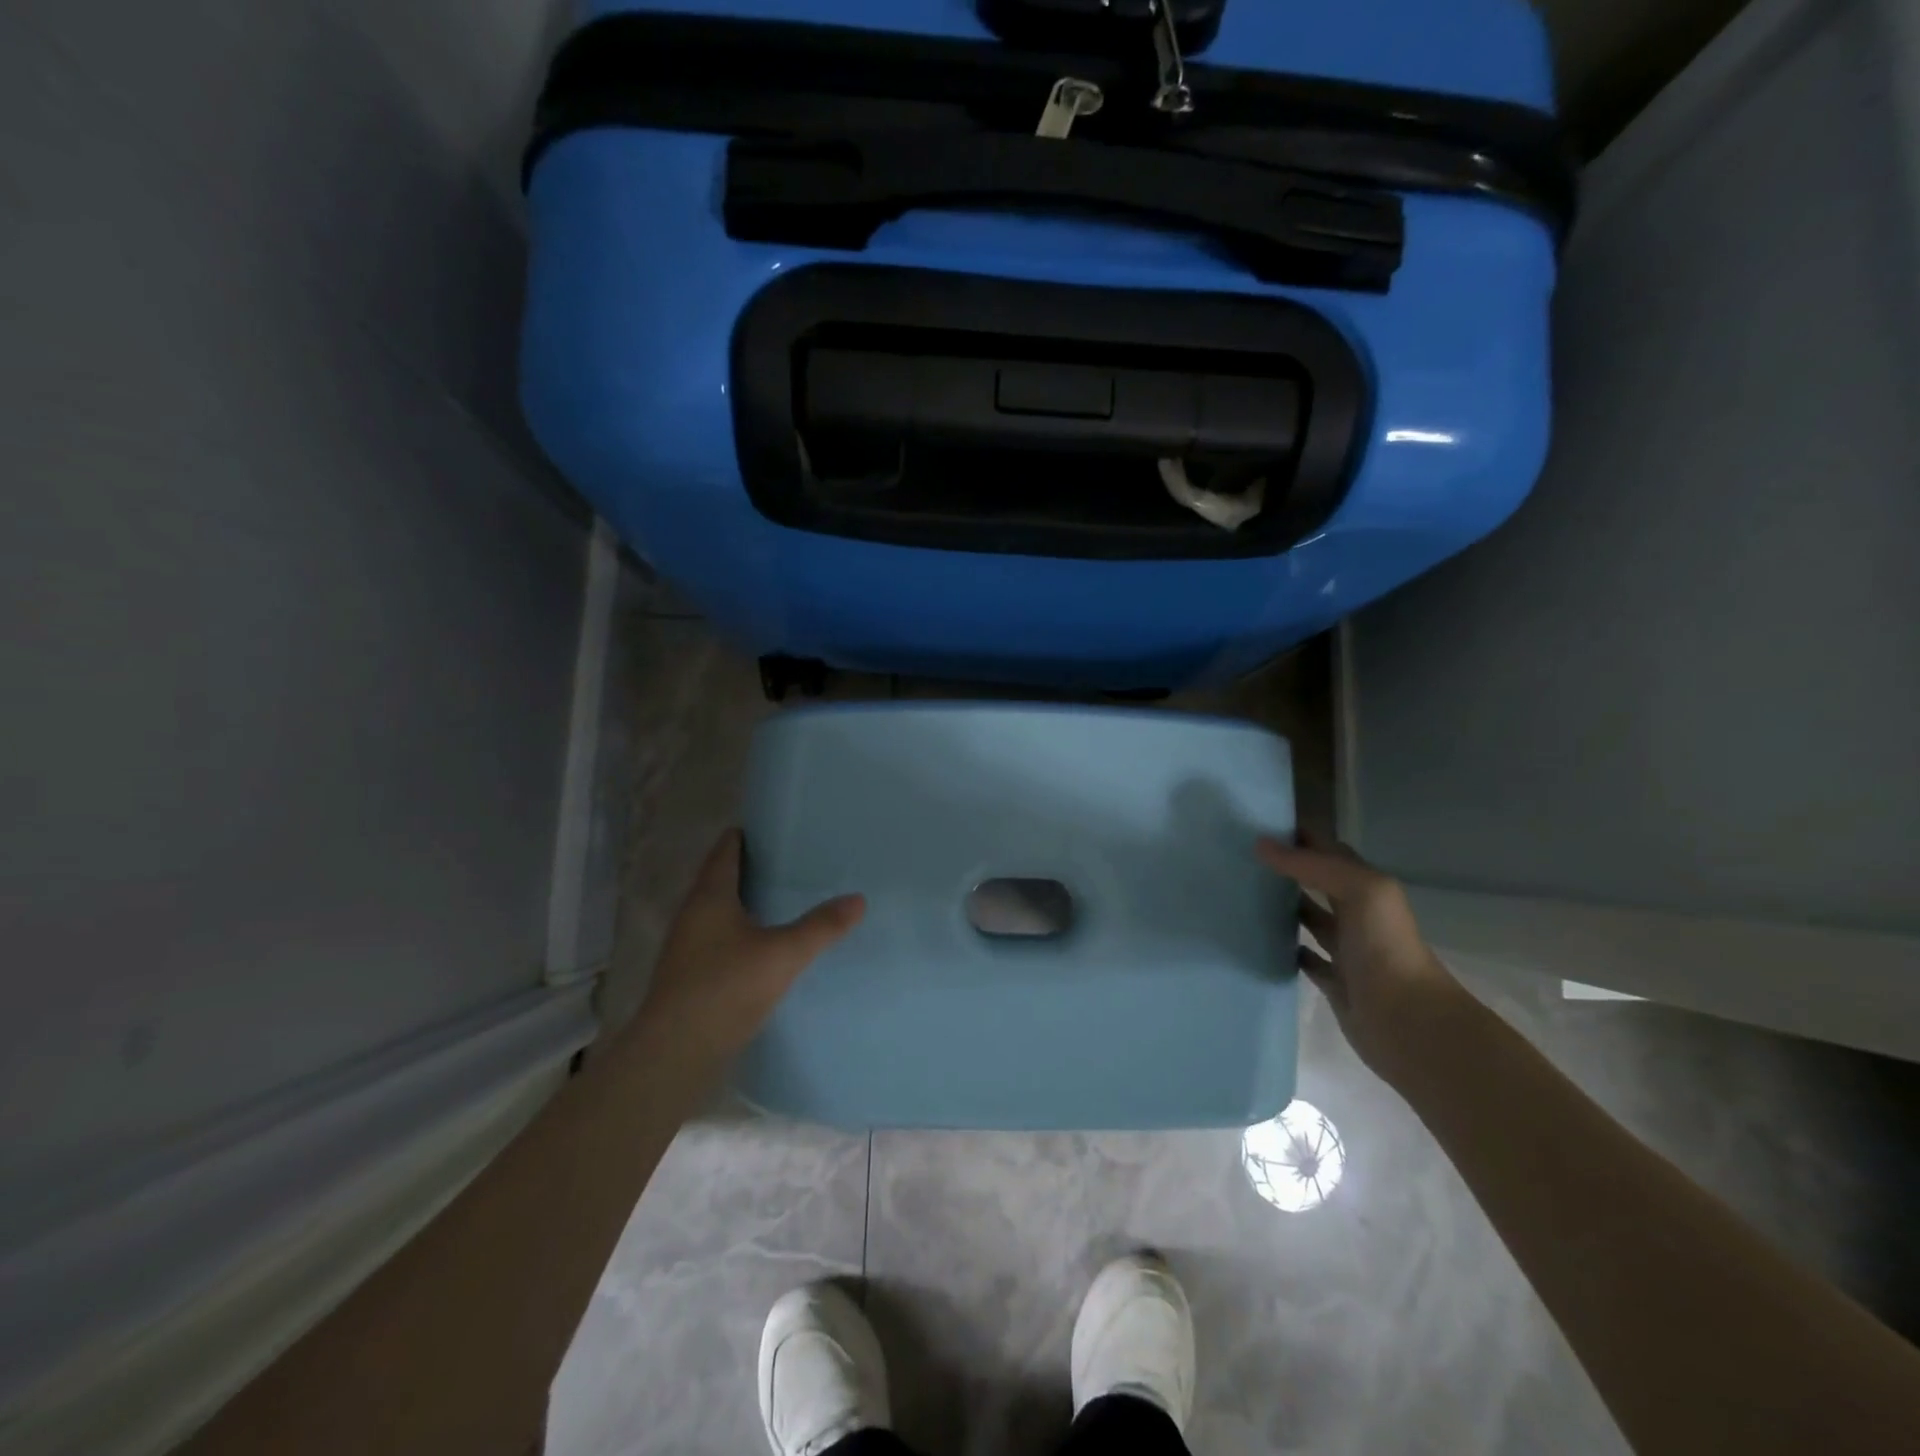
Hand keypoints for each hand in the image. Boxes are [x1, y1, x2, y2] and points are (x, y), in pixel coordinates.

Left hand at [634, 829, 865, 1061]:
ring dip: (745, 901)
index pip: (725, 850)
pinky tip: (765, 944)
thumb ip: (821, 926)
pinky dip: (741, 930)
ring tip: (783, 899)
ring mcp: (688, 946)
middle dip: (751, 867)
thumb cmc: (726, 988)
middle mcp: (692, 914)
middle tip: (790, 861)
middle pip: (720, 878)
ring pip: (718, 910)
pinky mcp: (690, 975)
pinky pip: (719, 938)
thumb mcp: (783, 954)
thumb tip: (858, 899)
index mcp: (709, 896)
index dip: (746, 835)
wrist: (675, 1053)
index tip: (775, 827)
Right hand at [1257, 835, 1463, 1082]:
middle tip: (1239, 856)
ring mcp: (1345, 949)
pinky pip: (1305, 958)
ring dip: (1283, 906)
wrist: (1409, 1023)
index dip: (1298, 835)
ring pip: (1310, 918)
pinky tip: (1259, 940)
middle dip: (1286, 867)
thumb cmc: (1386, 947)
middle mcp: (1357, 914)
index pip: (1328, 850)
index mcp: (1366, 887)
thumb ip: (1312, 865)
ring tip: (1242, 892)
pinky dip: (1286, 948)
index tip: (1255, 823)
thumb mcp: (1359, 890)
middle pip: (1317, 882)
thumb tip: (1261, 844)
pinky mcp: (1334, 982)